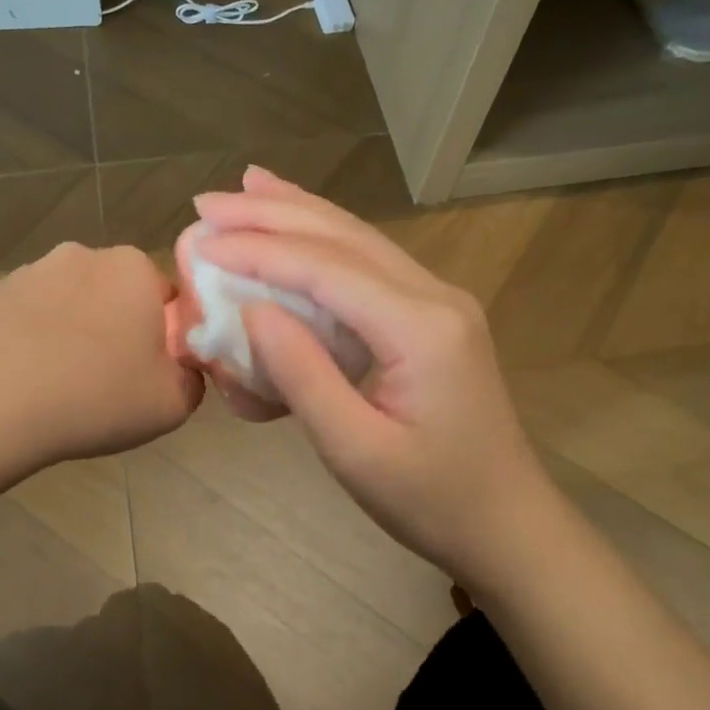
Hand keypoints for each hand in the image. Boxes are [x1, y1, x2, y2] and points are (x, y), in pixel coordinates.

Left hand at [0, 242, 202, 463]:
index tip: (150, 368)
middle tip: (107, 378)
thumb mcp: (172, 403)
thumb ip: (191, 379)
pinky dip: (22, 341)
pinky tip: (17, 382)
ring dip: (66, 331)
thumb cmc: (96, 395)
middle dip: (112, 325)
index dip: (162, 333)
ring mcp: (26, 272)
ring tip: (57, 385)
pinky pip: (17, 319)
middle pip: (110, 292)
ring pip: (62, 302)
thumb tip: (183, 370)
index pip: (163, 293)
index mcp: (132, 269)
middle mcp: (80, 256)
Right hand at [192, 169, 557, 586]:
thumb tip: (250, 309)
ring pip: (358, 238)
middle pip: (342, 236)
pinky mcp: (432, 313)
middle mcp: (434, 295)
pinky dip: (324, 236)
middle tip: (206, 202)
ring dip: (298, 211)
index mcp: (420, 327)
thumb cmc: (431, 500)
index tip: (200, 240)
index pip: (324, 269)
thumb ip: (302, 375)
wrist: (509, 524)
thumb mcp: (355, 451)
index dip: (258, 250)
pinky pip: (369, 260)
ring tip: (248, 185)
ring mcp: (438, 299)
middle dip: (271, 213)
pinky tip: (300, 222)